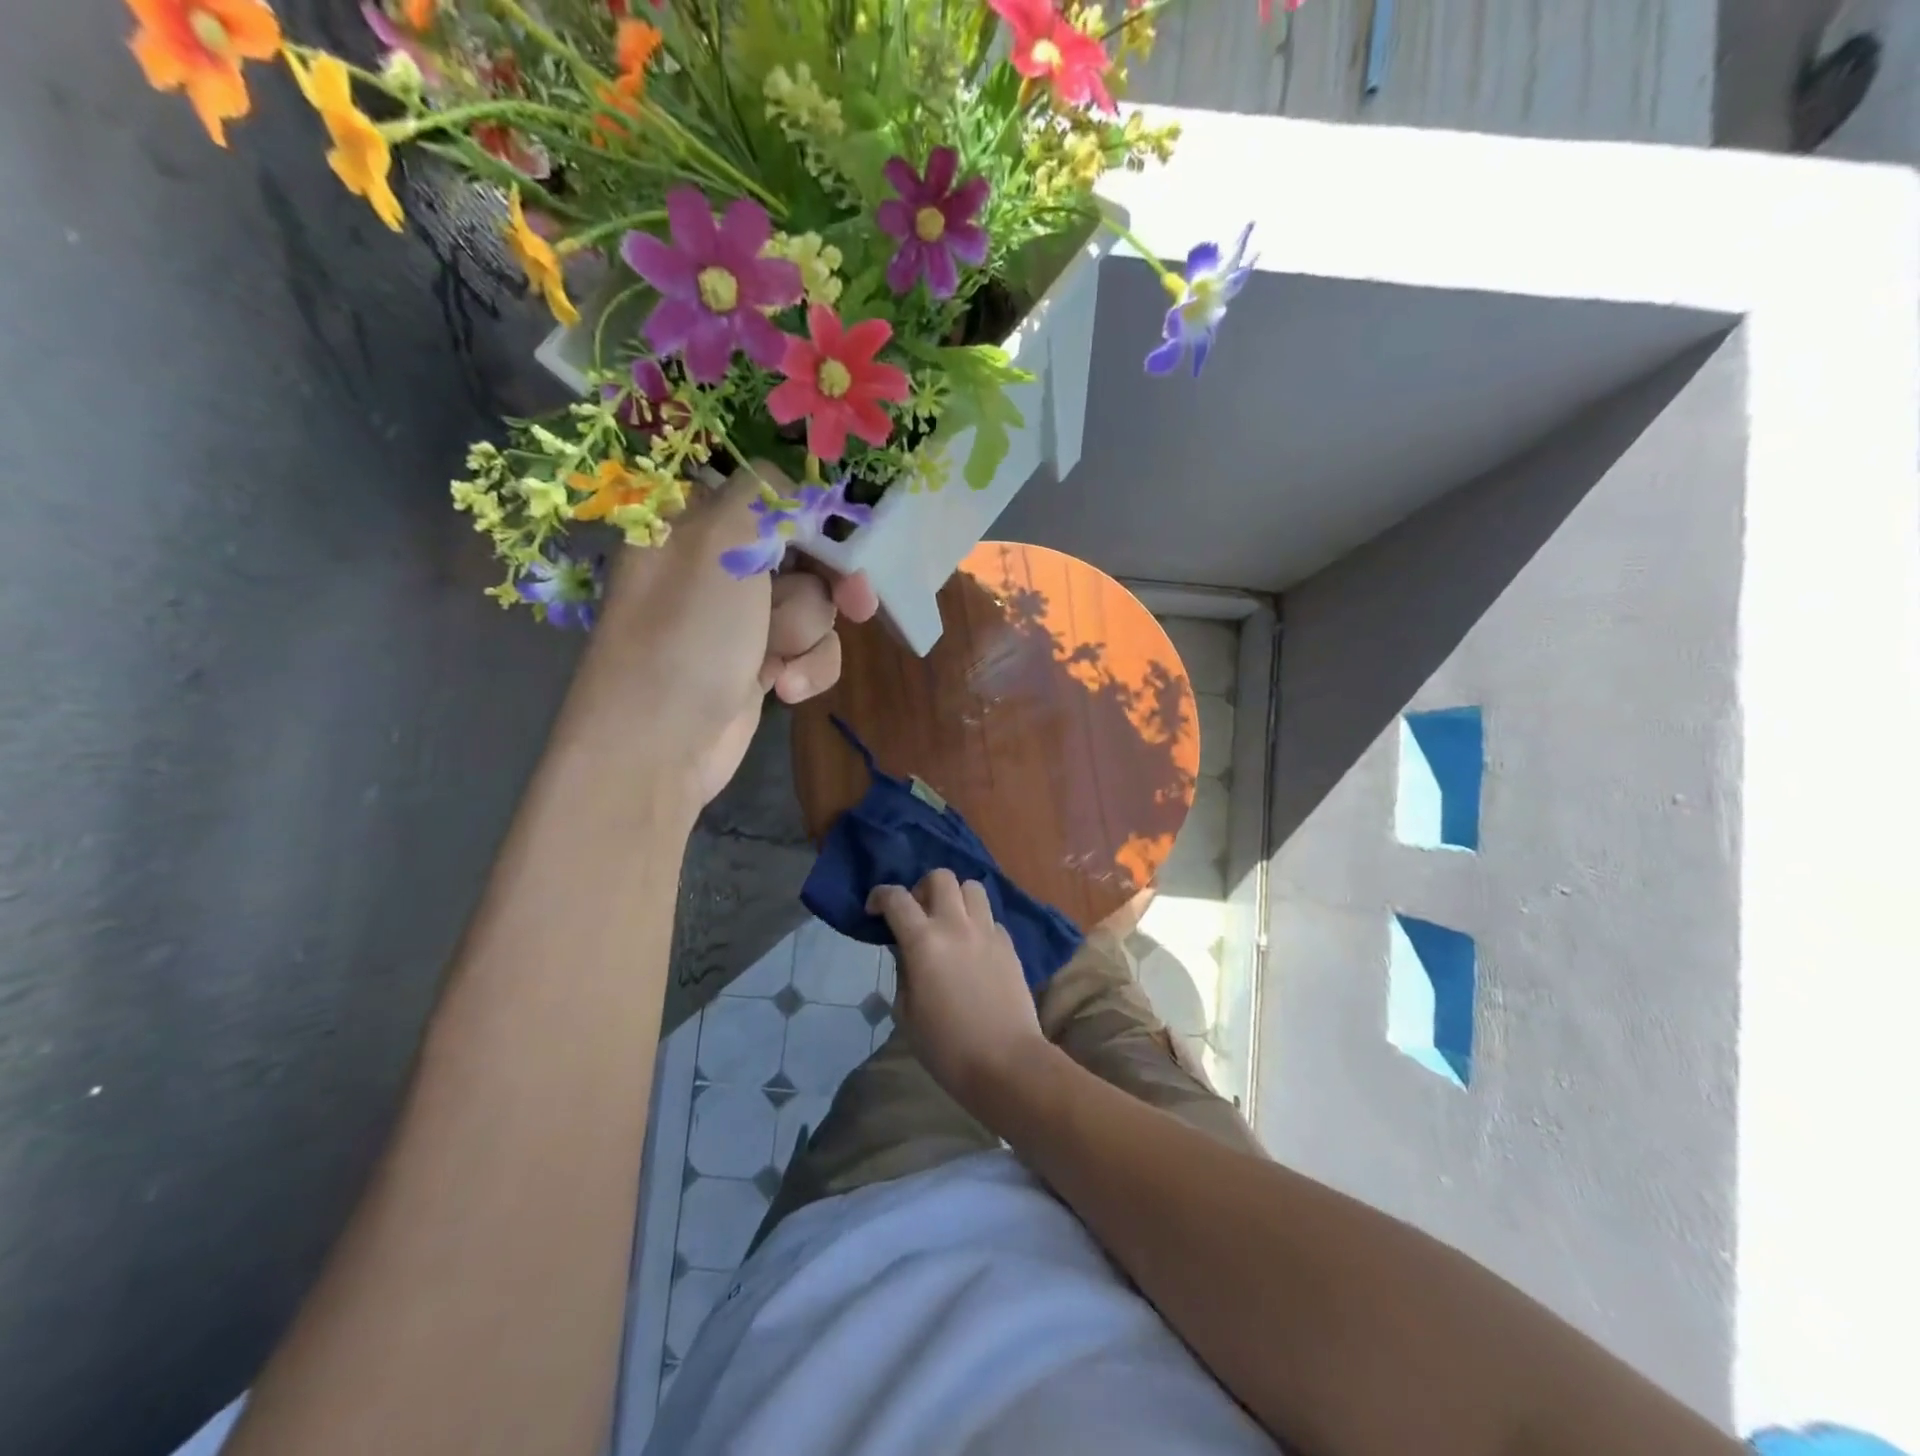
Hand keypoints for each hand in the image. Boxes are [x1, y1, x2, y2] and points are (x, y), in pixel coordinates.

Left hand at [557, 463, 877, 812]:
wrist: (659, 746)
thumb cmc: (687, 636)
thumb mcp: (719, 543)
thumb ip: (763, 498)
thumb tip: (795, 491)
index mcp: (694, 524)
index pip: (769, 497)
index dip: (812, 517)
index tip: (844, 536)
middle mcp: (717, 567)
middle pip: (803, 553)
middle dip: (827, 581)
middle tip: (857, 599)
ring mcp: (740, 620)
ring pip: (813, 606)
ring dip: (807, 633)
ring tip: (775, 657)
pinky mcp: (760, 665)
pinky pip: (810, 650)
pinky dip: (807, 668)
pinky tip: (784, 688)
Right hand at [866, 871, 1051, 1115]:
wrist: (1006, 1062)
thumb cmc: (946, 1046)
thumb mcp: (907, 1012)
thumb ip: (903, 971)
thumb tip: (906, 951)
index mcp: (924, 941)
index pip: (896, 898)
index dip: (880, 896)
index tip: (874, 910)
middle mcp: (956, 925)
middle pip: (940, 877)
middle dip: (923, 888)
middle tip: (917, 914)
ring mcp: (987, 931)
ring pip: (972, 887)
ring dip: (956, 897)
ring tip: (949, 922)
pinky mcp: (1009, 944)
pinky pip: (990, 917)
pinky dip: (978, 923)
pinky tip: (974, 948)